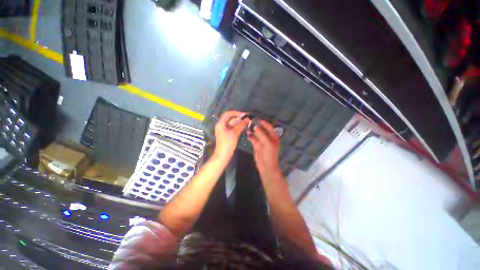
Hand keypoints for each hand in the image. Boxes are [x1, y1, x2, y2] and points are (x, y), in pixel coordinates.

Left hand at [213, 111, 248, 160]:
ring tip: (247, 123)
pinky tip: (244, 127)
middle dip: (239, 119)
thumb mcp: (234, 133)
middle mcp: (221, 125)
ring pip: (232, 124)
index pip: (228, 114)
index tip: (244, 115)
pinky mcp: (227, 134)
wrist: (223, 155)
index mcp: (221, 124)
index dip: (236, 113)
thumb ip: (241, 125)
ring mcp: (224, 130)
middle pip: (230, 119)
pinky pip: (233, 128)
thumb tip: (247, 119)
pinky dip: (238, 127)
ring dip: (239, 123)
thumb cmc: (227, 143)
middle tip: (248, 119)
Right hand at [247, 120, 281, 179]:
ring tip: (247, 127)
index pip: (269, 127)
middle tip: (250, 122)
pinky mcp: (257, 146)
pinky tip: (247, 134)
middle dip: (256, 126)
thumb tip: (255, 126)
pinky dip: (250, 136)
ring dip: (252, 131)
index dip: (264, 123)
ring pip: (257, 134)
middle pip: (262, 130)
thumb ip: (261, 134)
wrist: (266, 167)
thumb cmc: (269, 155)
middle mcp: (268, 138)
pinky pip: (253, 139)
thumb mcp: (267, 143)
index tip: (257, 119)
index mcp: (273, 137)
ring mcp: (262, 142)